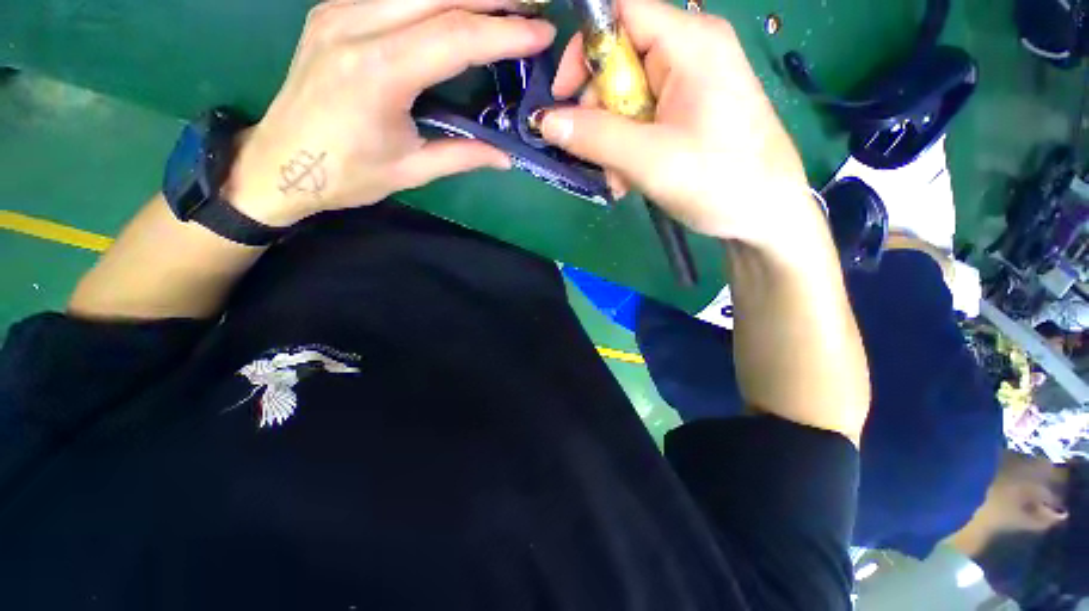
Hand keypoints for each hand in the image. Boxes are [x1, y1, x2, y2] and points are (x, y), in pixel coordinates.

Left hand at [225, 0, 555, 226]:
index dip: (504, 32)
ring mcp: (340, 11)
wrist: (279, 162)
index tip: (542, 33)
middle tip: (532, 4)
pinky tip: (456, 8)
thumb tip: (506, 156)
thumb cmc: (346, 174)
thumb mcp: (411, 170)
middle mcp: (356, 26)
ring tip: (504, 4)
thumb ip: (462, 155)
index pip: (455, 37)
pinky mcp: (335, 11)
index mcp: (377, 73)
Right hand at [540, 0, 822, 257]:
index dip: (584, 49)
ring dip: (611, 141)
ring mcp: (690, 84)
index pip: (620, 13)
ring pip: (627, 99)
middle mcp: (690, 52)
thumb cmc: (719, 182)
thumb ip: (595, 137)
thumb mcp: (650, 160)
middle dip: (599, 114)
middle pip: (619, 62)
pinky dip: (627, 148)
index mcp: (690, 43)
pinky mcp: (687, 113)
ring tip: (618, 179)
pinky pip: (642, 119)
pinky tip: (629, 178)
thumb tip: (544, 120)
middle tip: (596, 156)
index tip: (563, 96)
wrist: (766, 214)